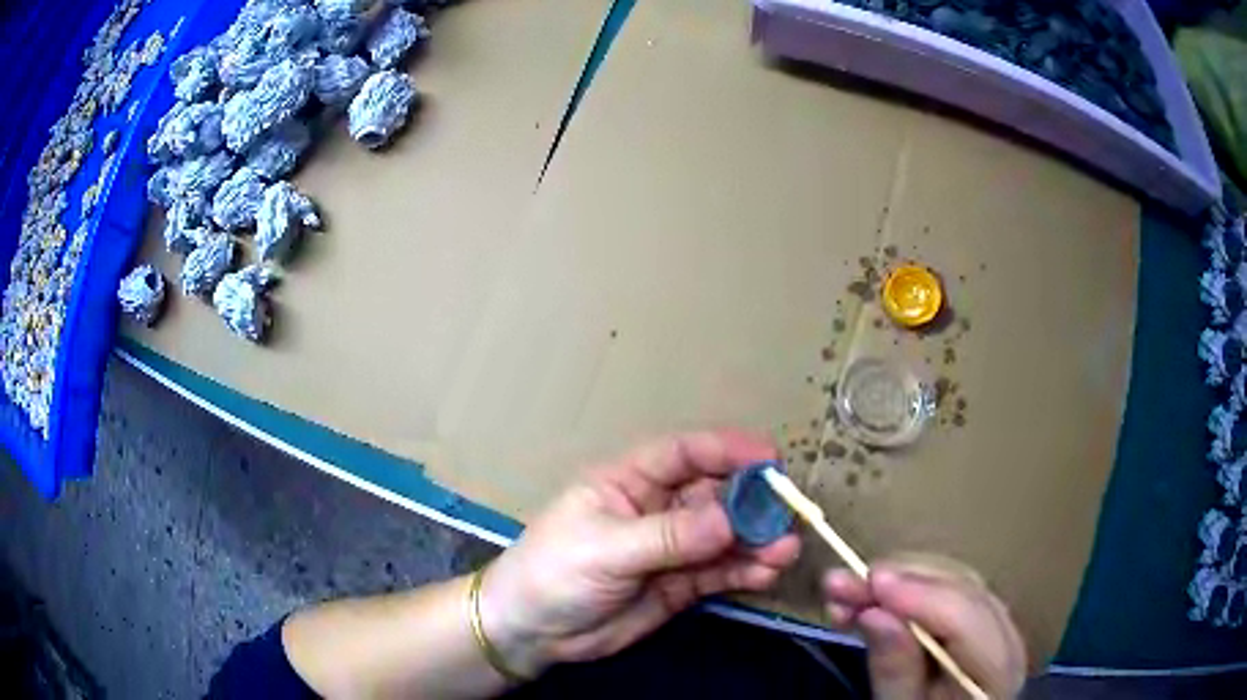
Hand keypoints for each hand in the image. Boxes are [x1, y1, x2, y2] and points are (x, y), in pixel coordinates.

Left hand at [479, 431, 800, 675]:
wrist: (533, 631)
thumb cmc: (555, 572)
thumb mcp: (606, 548)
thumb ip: (668, 536)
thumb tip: (730, 520)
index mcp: (629, 483)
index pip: (683, 454)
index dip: (727, 450)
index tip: (770, 459)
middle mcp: (656, 509)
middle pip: (714, 496)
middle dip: (752, 504)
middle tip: (788, 517)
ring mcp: (671, 549)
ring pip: (724, 536)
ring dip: (756, 541)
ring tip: (784, 552)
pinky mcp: (680, 584)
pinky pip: (720, 572)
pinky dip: (745, 571)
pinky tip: (765, 575)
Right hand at [823, 556, 1026, 698]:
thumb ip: (895, 670)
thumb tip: (874, 614)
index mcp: (998, 669)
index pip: (966, 618)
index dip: (921, 596)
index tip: (871, 582)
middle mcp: (1006, 636)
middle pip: (960, 591)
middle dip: (899, 582)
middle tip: (840, 582)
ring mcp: (996, 623)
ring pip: (951, 584)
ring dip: (896, 583)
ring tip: (843, 591)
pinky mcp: (977, 619)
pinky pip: (945, 593)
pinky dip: (905, 592)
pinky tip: (869, 598)